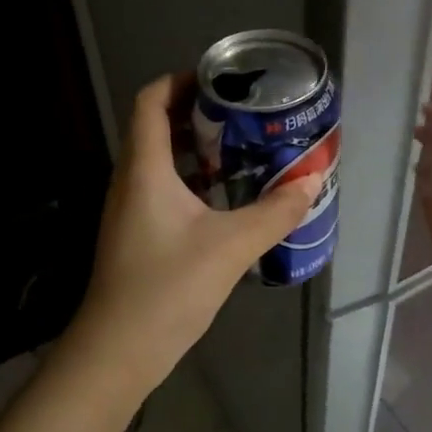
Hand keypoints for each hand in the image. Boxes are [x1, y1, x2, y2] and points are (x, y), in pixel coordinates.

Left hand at [66, 75, 315, 390]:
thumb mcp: (231, 246)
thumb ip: (276, 211)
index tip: (222, 80)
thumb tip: (314, 180)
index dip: (181, 80)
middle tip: (245, 116)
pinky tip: (228, 199)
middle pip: (157, 127)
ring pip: (162, 163)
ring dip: (199, 150)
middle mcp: (131, 181)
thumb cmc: (167, 288)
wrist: (118, 352)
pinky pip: (165, 192)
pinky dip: (195, 183)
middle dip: (199, 114)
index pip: (151, 101)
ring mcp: (131, 211)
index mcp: (144, 169)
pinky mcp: (139, 236)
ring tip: (245, 150)